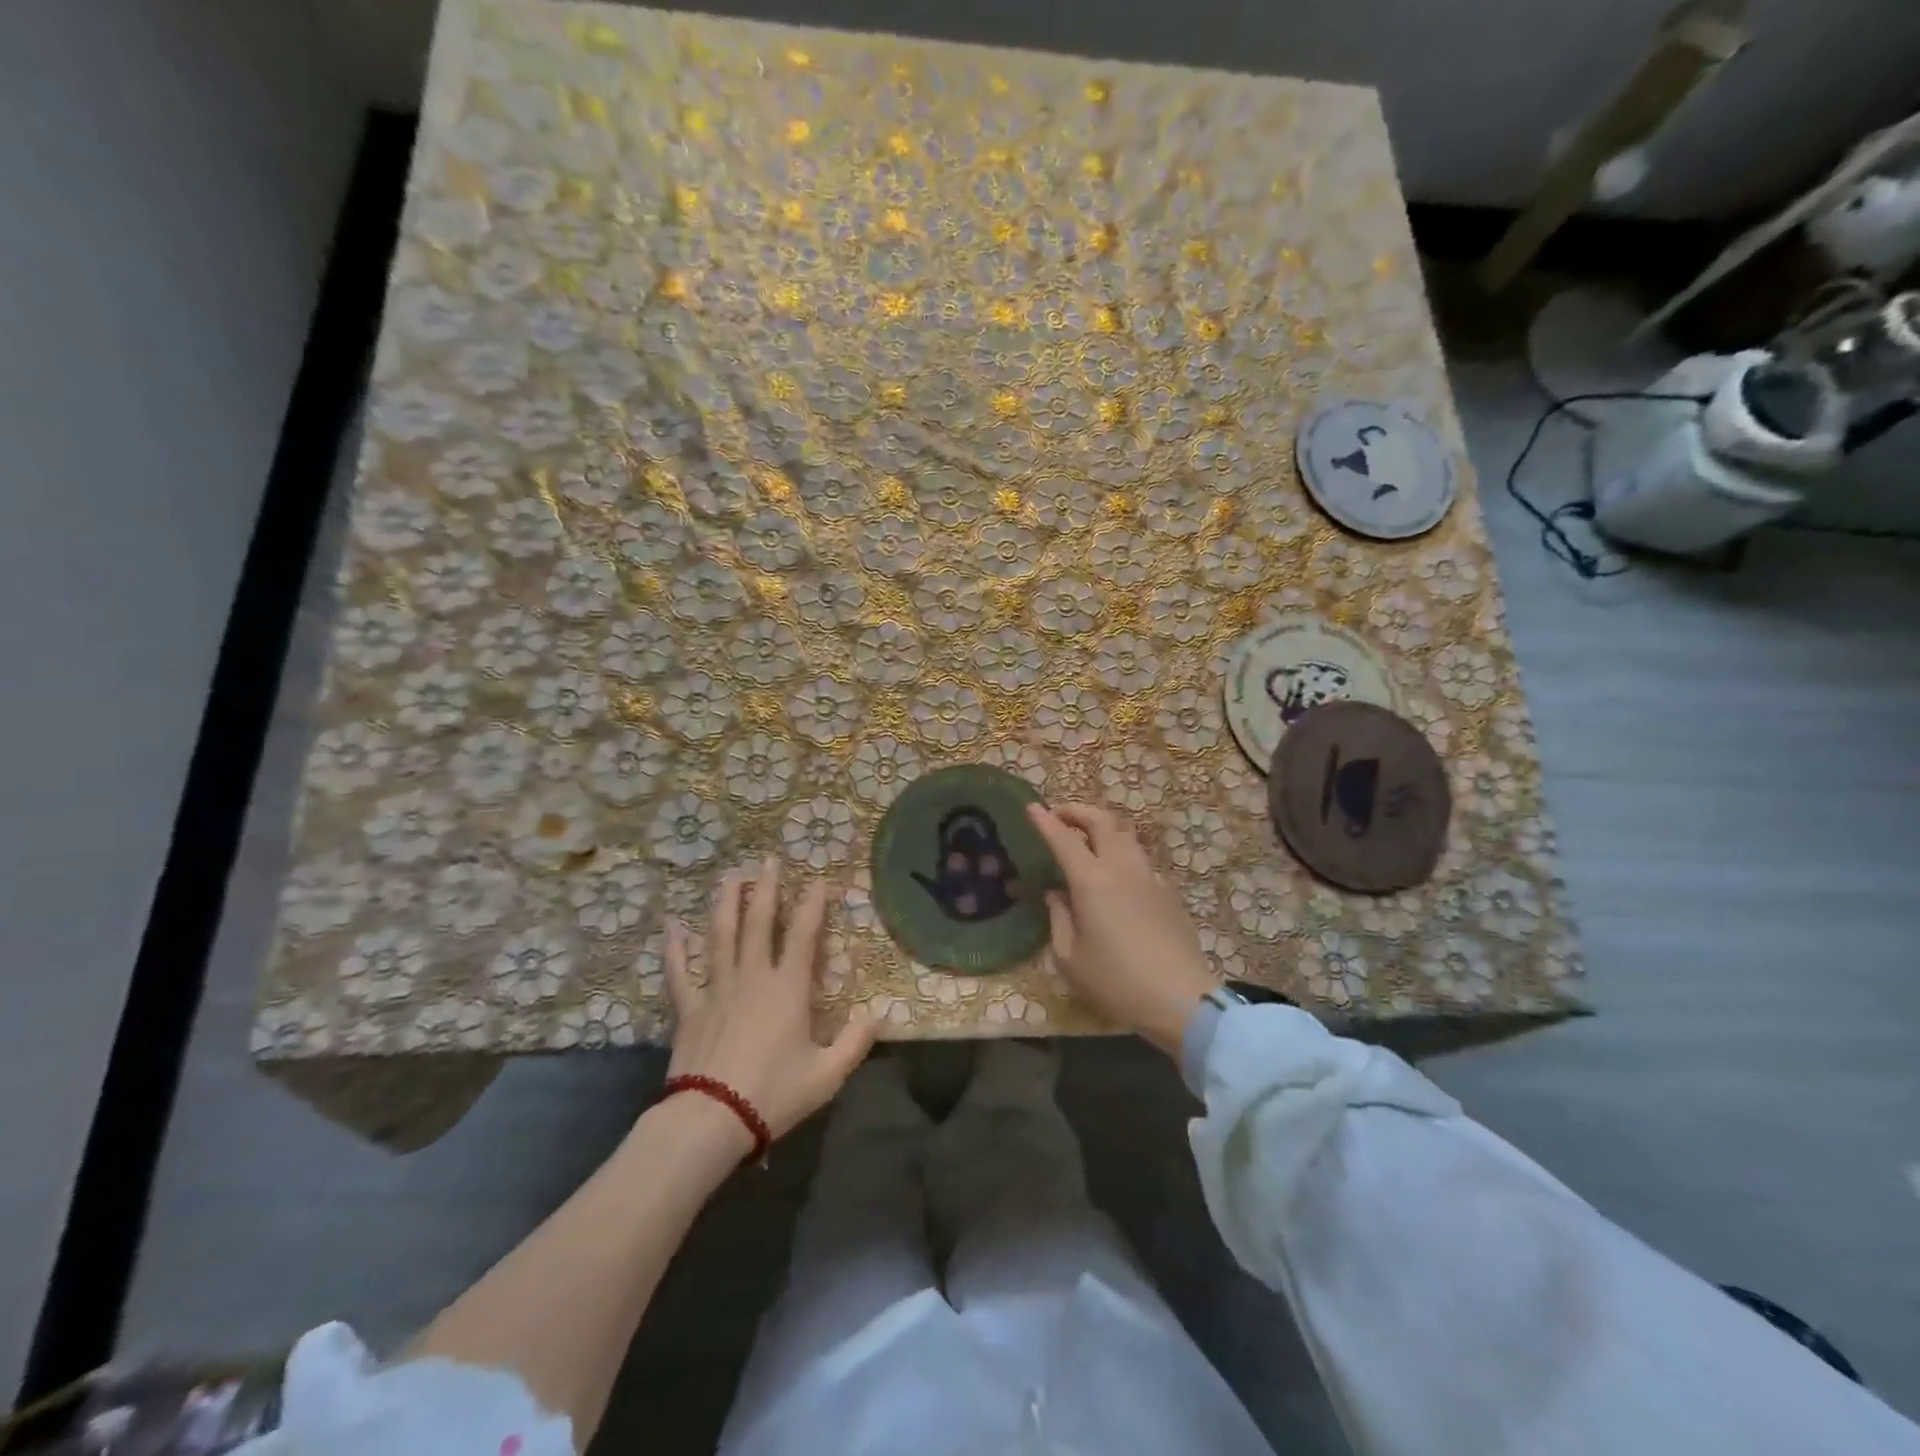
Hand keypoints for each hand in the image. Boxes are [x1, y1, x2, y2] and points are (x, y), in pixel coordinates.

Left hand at [664, 858, 874, 1141]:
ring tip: (731, 877)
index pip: (805, 934)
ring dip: (726, 903)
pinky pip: (679, 971)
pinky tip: (672, 926)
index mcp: (788, 988)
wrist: (711, 1119)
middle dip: (766, 889)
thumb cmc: (773, 1093)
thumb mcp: (827, 1074)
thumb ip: (855, 1043)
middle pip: (759, 922)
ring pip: (721, 935)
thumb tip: (878, 1016)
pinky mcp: (689, 1007)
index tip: (819, 880)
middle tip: (769, 860)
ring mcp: (717, 988)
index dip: (814, 904)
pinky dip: (675, 948)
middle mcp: (753, 976)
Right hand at [1027, 802, 1218, 1056]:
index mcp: (1091, 881)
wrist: (1181, 1000)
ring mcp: (1149, 877)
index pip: (1064, 839)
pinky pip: (1140, 859)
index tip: (1032, 807)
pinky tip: (1116, 875)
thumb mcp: (1069, 958)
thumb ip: (1059, 918)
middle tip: (1060, 815)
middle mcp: (1121, 868)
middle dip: (1078, 811)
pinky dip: (1121, 852)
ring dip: (1103, 827)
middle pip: (1102, 821)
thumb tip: (1057, 894)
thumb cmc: (1116, 982)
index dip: (1045, 820)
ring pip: (1126, 835)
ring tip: (1087, 837)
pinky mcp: (1168, 892)